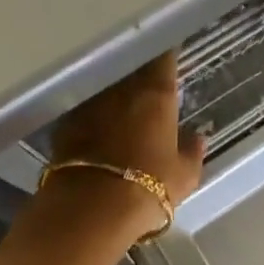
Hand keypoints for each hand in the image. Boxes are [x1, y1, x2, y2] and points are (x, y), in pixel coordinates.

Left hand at [48, 52, 204, 239]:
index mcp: (156, 94)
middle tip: (148, 81)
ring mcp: (90, 104)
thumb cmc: (149, 187)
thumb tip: (198, 138)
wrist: (90, 209)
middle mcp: (122, 89)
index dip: (167, 54)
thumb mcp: (184, 176)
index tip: (170, 55)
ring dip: (115, 92)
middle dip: (139, 71)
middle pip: (132, 68)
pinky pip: (85, 109)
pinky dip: (93, 114)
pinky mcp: (65, 123)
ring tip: (122, 104)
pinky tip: (96, 127)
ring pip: (106, 87)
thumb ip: (192, 152)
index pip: (163, 57)